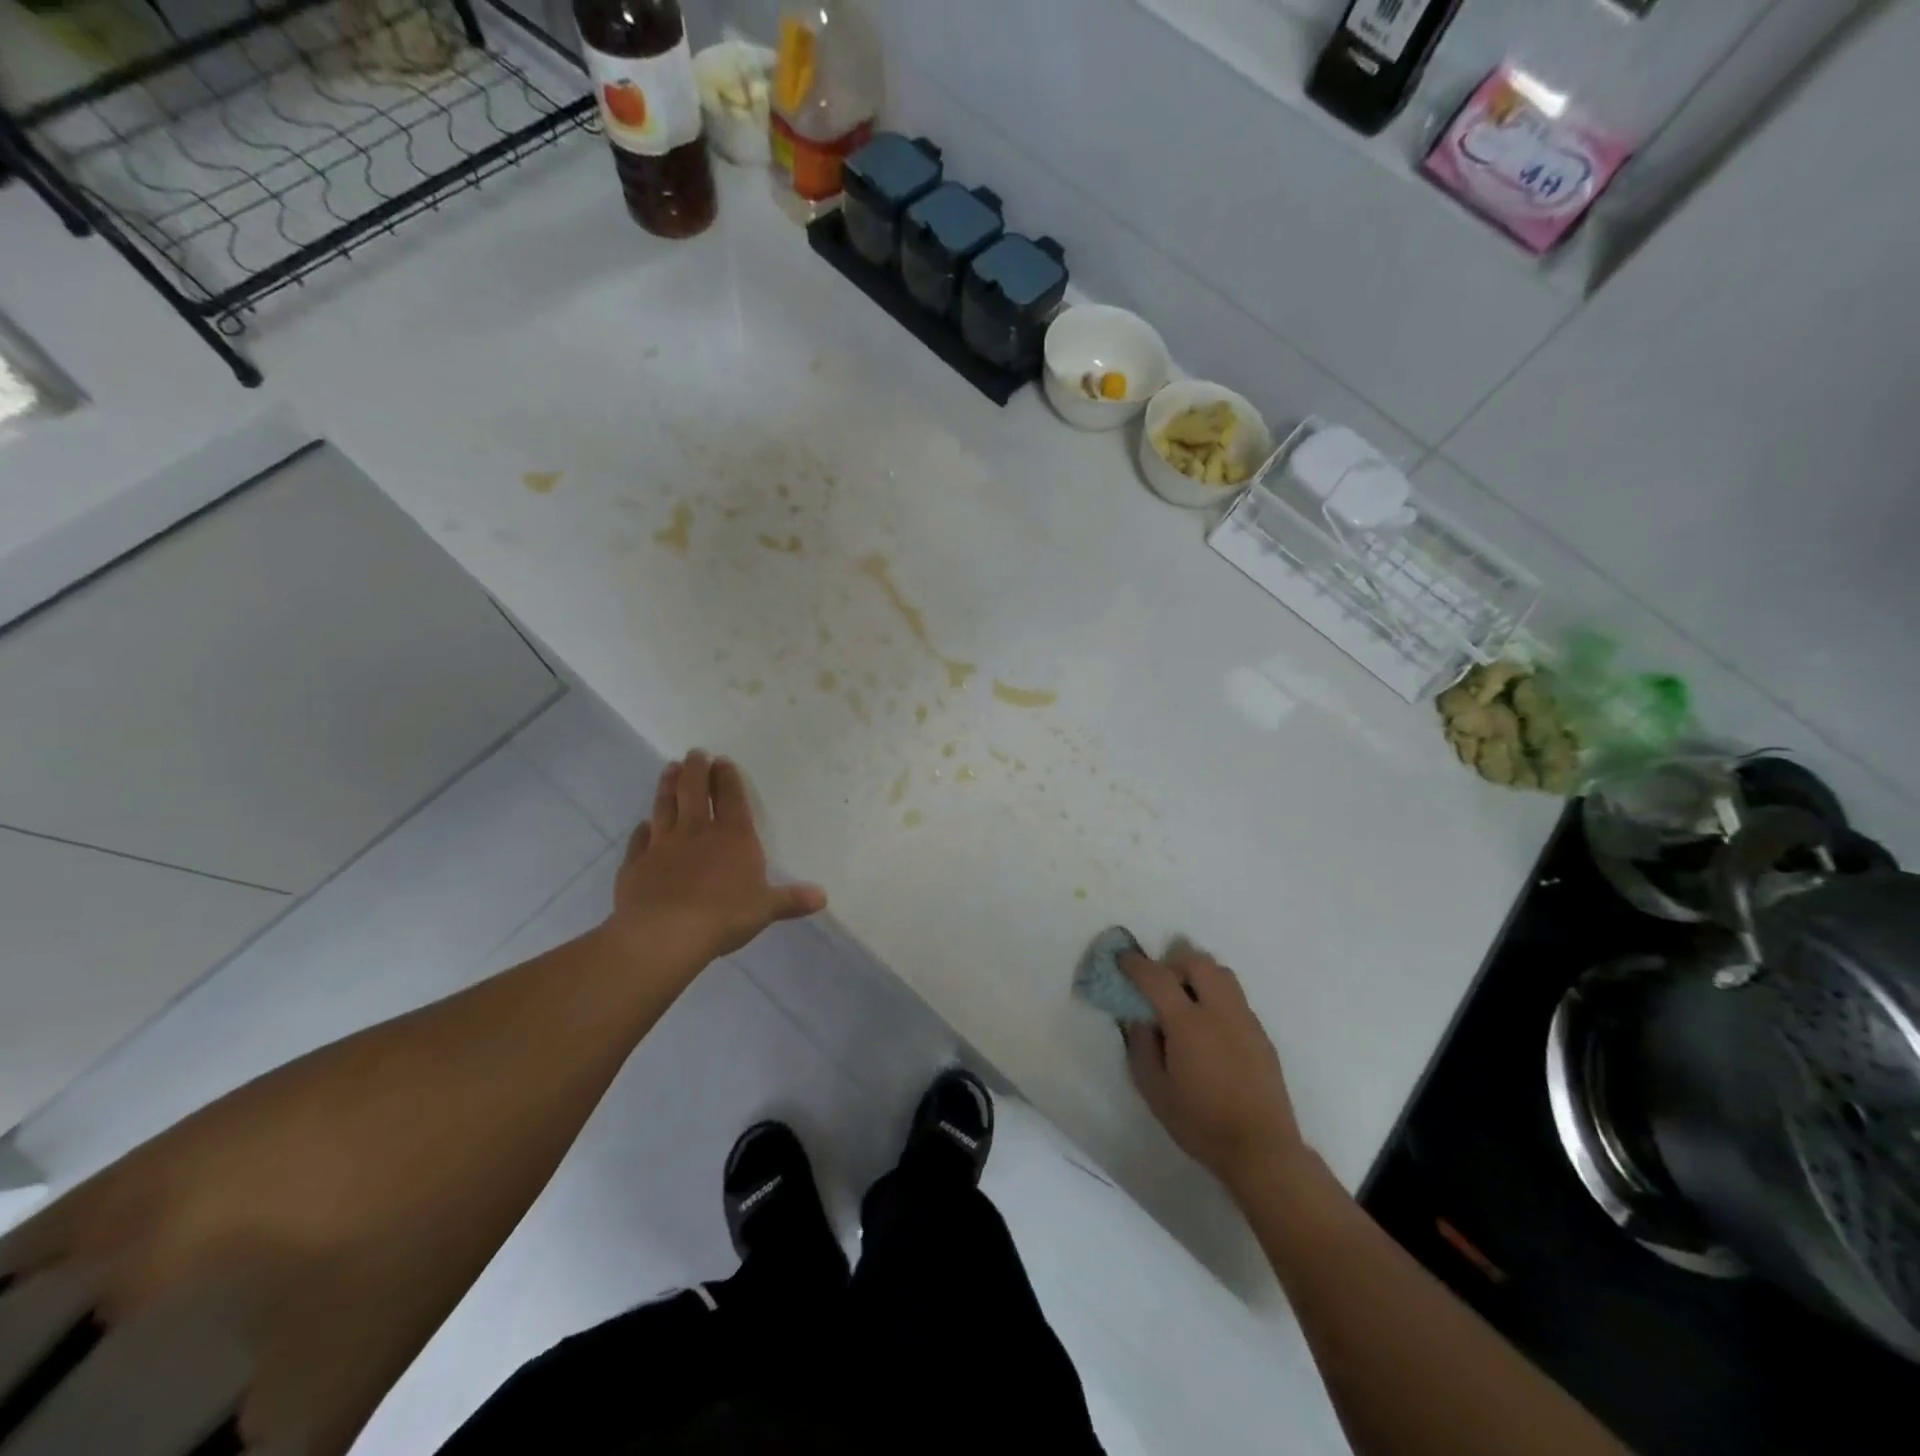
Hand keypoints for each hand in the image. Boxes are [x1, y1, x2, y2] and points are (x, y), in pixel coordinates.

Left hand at [609, 751, 826, 966]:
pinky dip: (641, 831)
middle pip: (694, 792)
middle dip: (695, 770)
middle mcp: (697, 832)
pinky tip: (642, 825)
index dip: (727, 778)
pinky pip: (639, 841)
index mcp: (733, 836)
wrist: (665, 934)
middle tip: (694, 754)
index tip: (721, 760)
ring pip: (664, 807)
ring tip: (669, 769)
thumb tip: (822, 897)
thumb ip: (791, 899)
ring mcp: (663, 846)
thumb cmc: (724, 916)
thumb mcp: (766, 908)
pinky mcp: (636, 865)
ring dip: (667, 786)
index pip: (731, 799)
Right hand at [1122, 947, 1306, 1194]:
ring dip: (1199, 975)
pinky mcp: (1262, 1034)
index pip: (1157, 977)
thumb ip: (1141, 1047)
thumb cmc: (1201, 1123)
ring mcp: (1245, 1020)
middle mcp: (1219, 1011)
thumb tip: (1138, 1019)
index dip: (1136, 964)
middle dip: (1173, 962)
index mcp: (1188, 1023)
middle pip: (1197, 962)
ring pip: (1222, 974)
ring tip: (1186, 1000)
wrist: (1262, 1150)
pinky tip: (1210, 1028)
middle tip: (1159, 983)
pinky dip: (1217, 996)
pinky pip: (1236, 997)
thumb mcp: (1154, 1090)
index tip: (1123, 959)